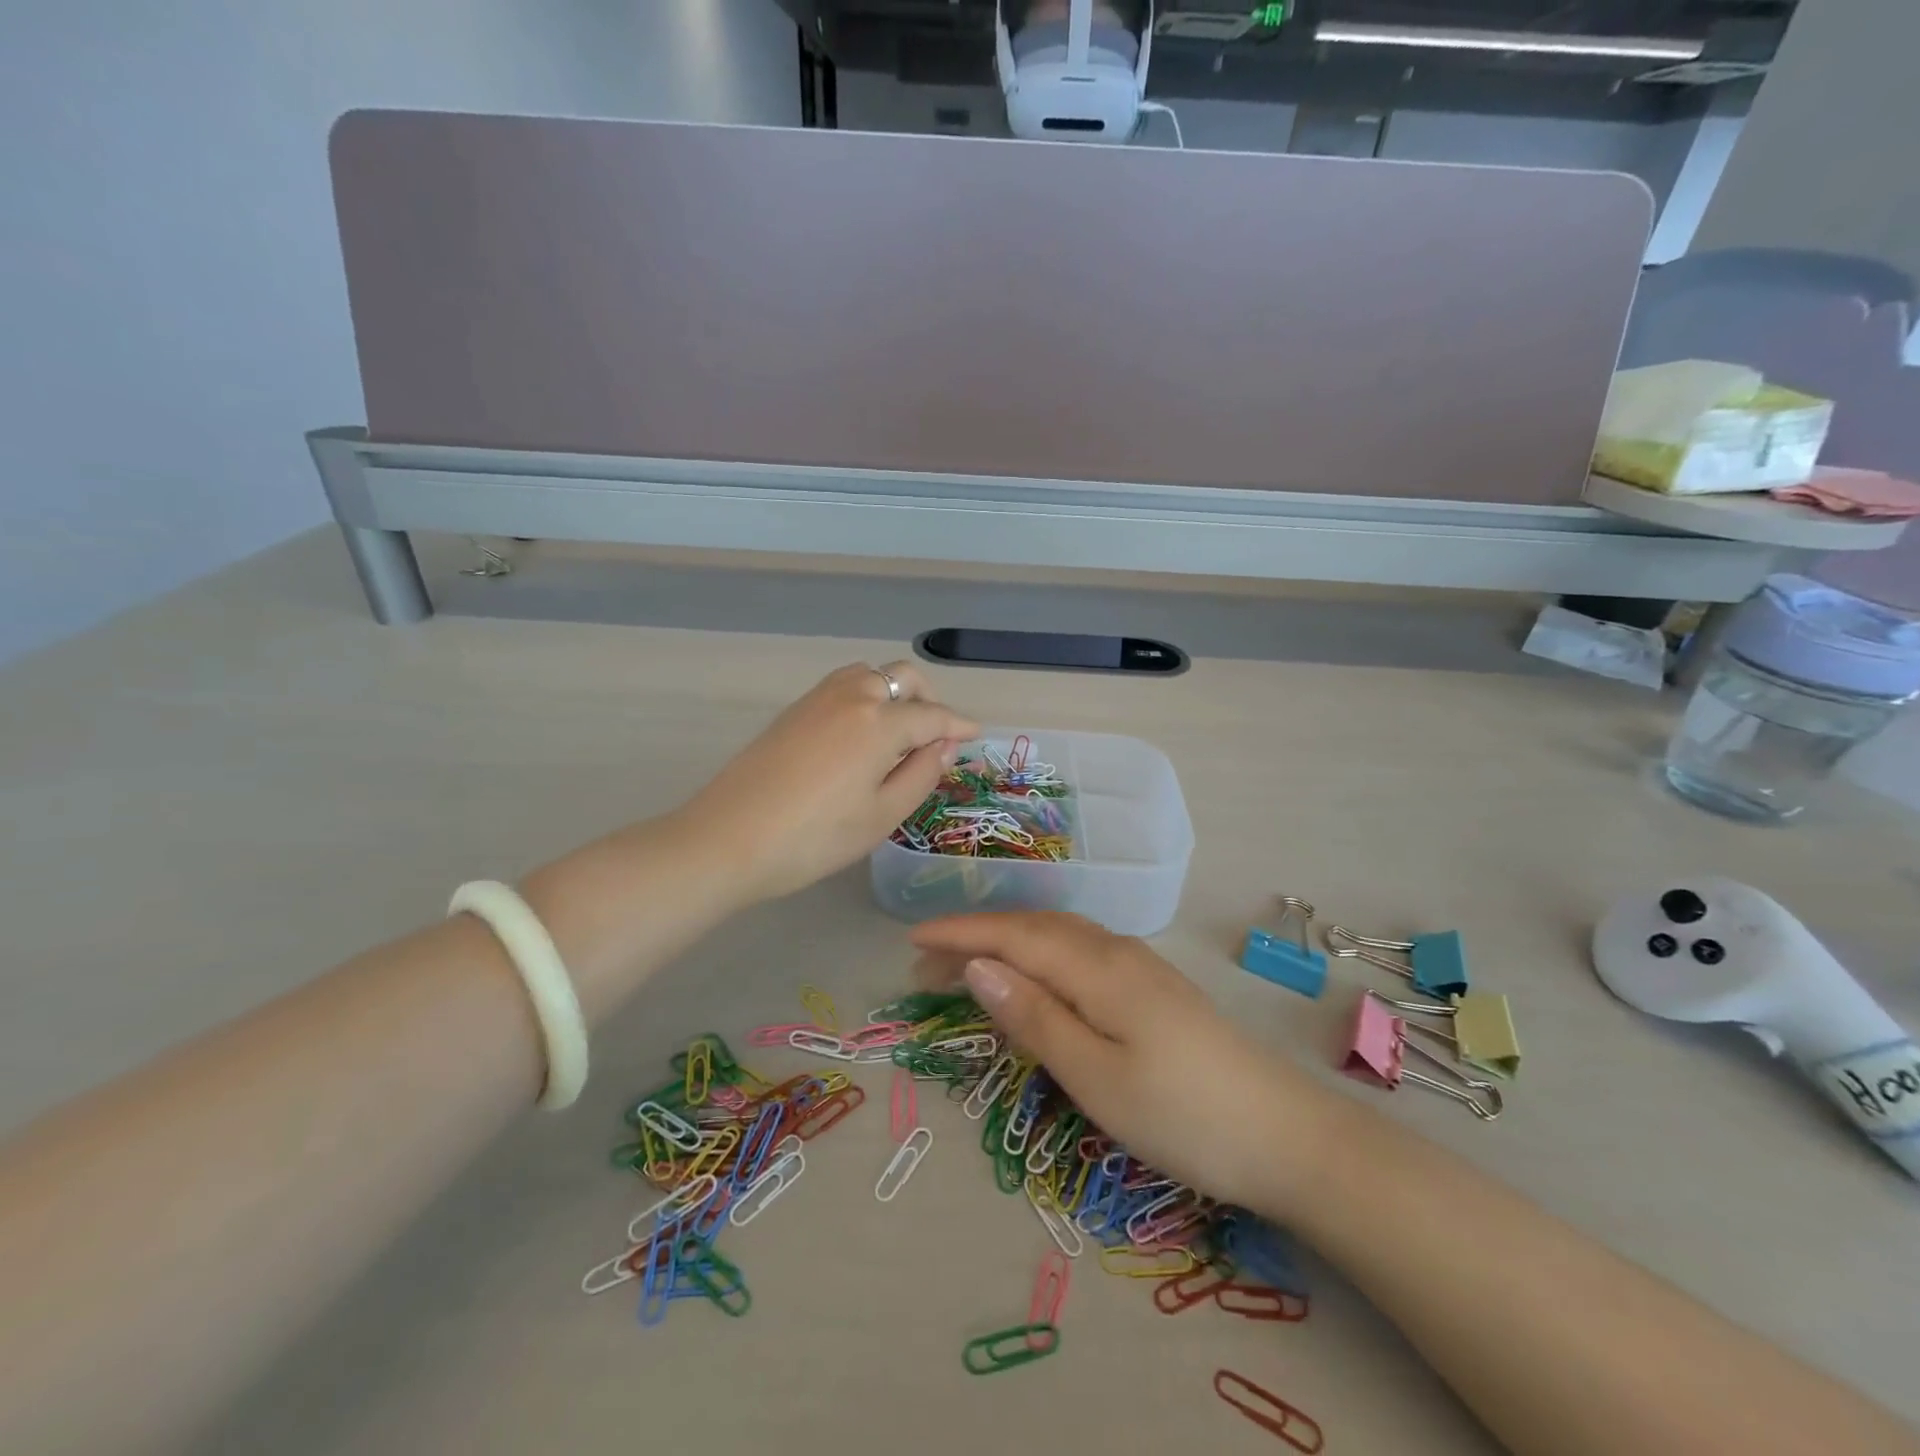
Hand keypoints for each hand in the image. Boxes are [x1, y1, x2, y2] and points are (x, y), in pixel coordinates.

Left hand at [686, 662, 977, 902]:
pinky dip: (865, 697)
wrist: (728, 839)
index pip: (932, 716)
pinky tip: (861, 734)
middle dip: (927, 698)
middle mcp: (850, 697)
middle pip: (901, 677)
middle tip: (935, 735)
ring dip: (893, 692)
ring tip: (899, 731)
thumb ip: (921, 774)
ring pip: (869, 675)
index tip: (977, 733)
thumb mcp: (881, 815)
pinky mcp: (792, 712)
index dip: (958, 725)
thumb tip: (944, 745)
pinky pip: (842, 687)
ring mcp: (816, 700)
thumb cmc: (815, 838)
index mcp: (879, 722)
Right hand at [911, 912, 1338, 1213]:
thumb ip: (1034, 1017)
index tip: (910, 938)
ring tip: (968, 967)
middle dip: (976, 936)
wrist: (1284, 1135)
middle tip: (924, 963)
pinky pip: (1079, 952)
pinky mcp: (1151, 986)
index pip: (1012, 935)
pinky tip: (1036, 975)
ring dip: (1007, 943)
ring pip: (1057, 936)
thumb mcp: (1095, 1075)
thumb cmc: (1181, 1114)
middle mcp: (1115, 951)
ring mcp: (1138, 965)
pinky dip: (1040, 954)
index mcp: (1096, 967)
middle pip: (1032, 928)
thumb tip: (977, 966)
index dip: (959, 933)